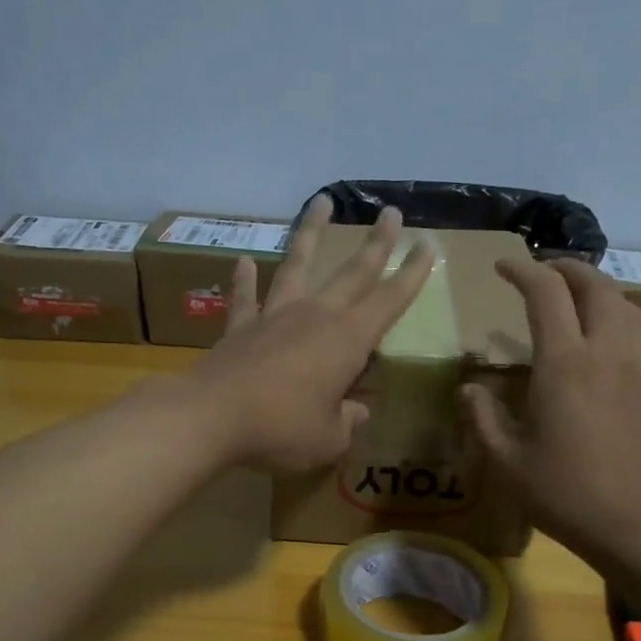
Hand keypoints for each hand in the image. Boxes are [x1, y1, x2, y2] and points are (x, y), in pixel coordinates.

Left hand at [185, 195, 434, 471]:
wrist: (212, 417)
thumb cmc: (281, 429)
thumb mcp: (328, 439)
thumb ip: (347, 422)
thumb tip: (356, 412)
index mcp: (347, 340)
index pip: (390, 301)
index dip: (412, 274)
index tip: (428, 246)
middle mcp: (314, 316)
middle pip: (352, 272)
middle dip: (377, 243)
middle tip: (391, 213)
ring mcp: (274, 316)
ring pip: (297, 265)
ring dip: (311, 233)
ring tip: (321, 201)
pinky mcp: (240, 327)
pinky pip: (246, 297)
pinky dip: (245, 279)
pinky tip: (244, 261)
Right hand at [461, 258, 640, 567]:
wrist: (635, 524)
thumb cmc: (563, 493)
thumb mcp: (506, 461)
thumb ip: (483, 417)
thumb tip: (470, 388)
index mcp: (564, 363)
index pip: (547, 294)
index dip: (523, 272)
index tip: (501, 268)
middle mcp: (603, 353)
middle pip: (595, 286)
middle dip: (567, 268)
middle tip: (540, 271)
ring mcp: (632, 369)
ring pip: (623, 304)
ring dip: (596, 287)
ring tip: (572, 295)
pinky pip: (635, 332)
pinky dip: (614, 315)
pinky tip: (596, 338)